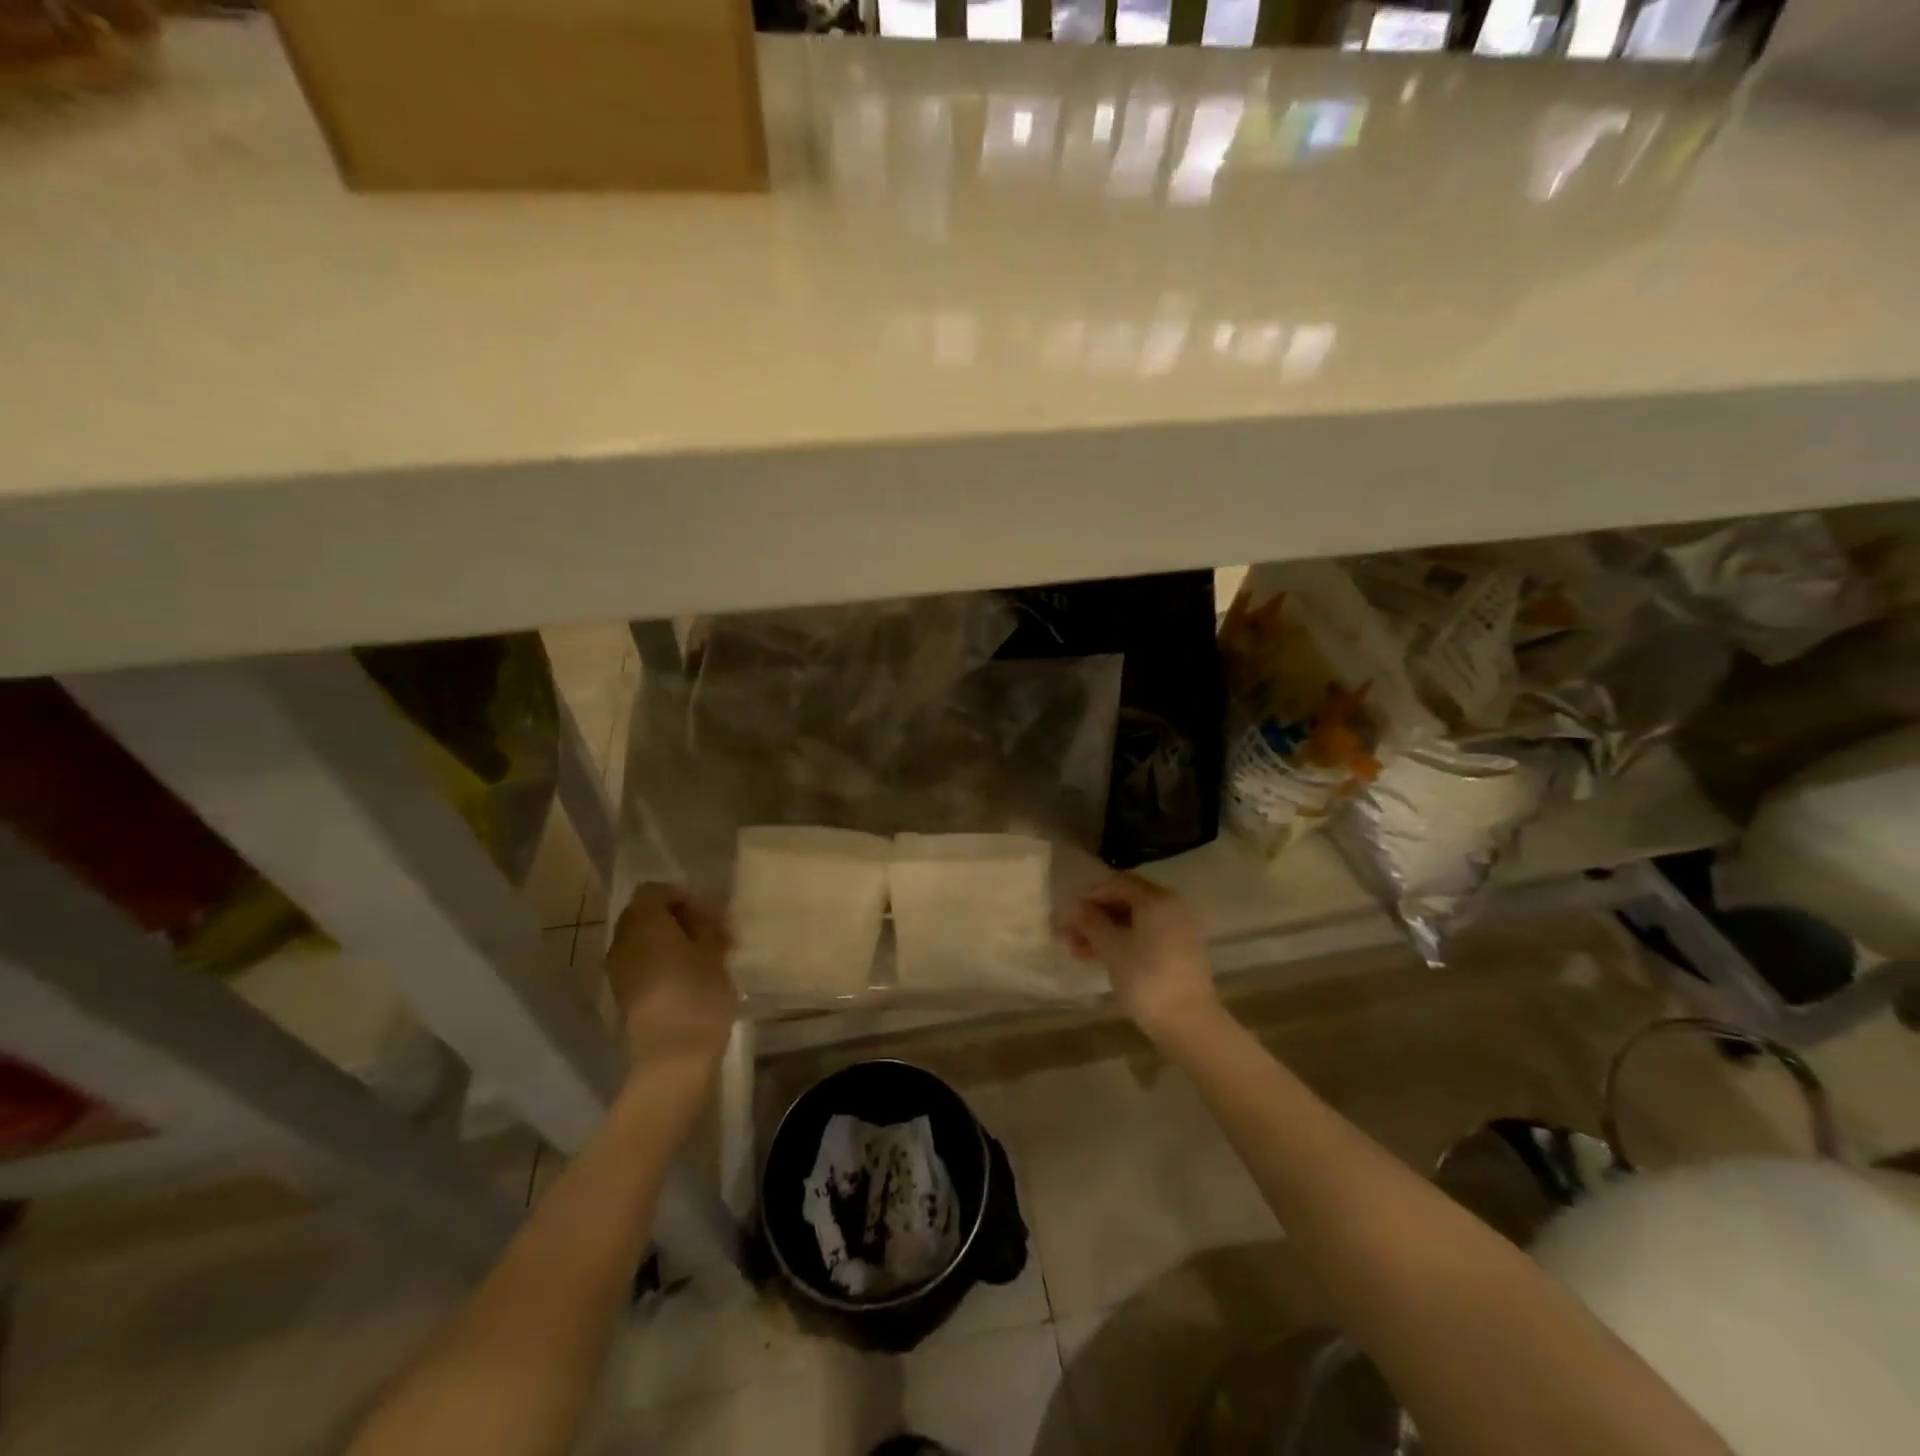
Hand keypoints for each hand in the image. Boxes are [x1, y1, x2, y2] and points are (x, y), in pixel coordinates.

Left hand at [604, 884, 737, 1071]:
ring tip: (702, 957)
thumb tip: (703, 911)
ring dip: (669, 942)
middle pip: (645, 914)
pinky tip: (689, 978)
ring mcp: (618, 970)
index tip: (710, 914)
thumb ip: (707, 924)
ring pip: (643, 941)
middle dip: (675, 918)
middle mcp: (622, 940)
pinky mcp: (623, 996)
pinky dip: (662, 963)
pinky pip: (641, 964)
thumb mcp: (714, 951)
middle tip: (709, 933)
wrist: (671, 1056)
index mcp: (643, 921)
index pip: (655, 890)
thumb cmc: (697, 994)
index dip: (682, 895)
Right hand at [1061, 875, 1220, 1044]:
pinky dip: (1125, 942)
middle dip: (1096, 917)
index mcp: (1156, 899)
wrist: (1189, 1023)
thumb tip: (1074, 907)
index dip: (1089, 897)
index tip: (1069, 917)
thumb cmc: (1145, 978)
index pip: (1117, 884)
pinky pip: (1148, 936)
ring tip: (1080, 952)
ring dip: (1106, 932)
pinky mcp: (1181, 951)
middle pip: (1126, 901)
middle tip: (1070, 936)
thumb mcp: (1111, 948)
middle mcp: (1171, 907)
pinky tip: (1103, 959)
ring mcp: (1179, 929)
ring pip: (1135, 921)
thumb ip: (1090, 922)